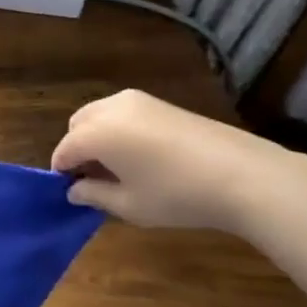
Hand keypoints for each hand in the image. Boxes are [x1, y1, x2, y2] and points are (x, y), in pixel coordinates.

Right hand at [49, 89, 284, 233]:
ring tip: (120, 167)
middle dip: (78, 149)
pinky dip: (120, 130)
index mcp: (96, 133)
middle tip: (96, 179)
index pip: (64, 150)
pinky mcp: (160, 102)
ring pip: (100, 115)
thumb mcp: (130, 205)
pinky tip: (143, 156)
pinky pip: (124, 113)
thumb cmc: (177, 195)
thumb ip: (94, 195)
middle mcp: (110, 108)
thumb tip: (74, 190)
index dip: (62, 171)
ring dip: (98, 136)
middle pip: (78, 125)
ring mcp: (137, 101)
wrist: (244, 175)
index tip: (72, 192)